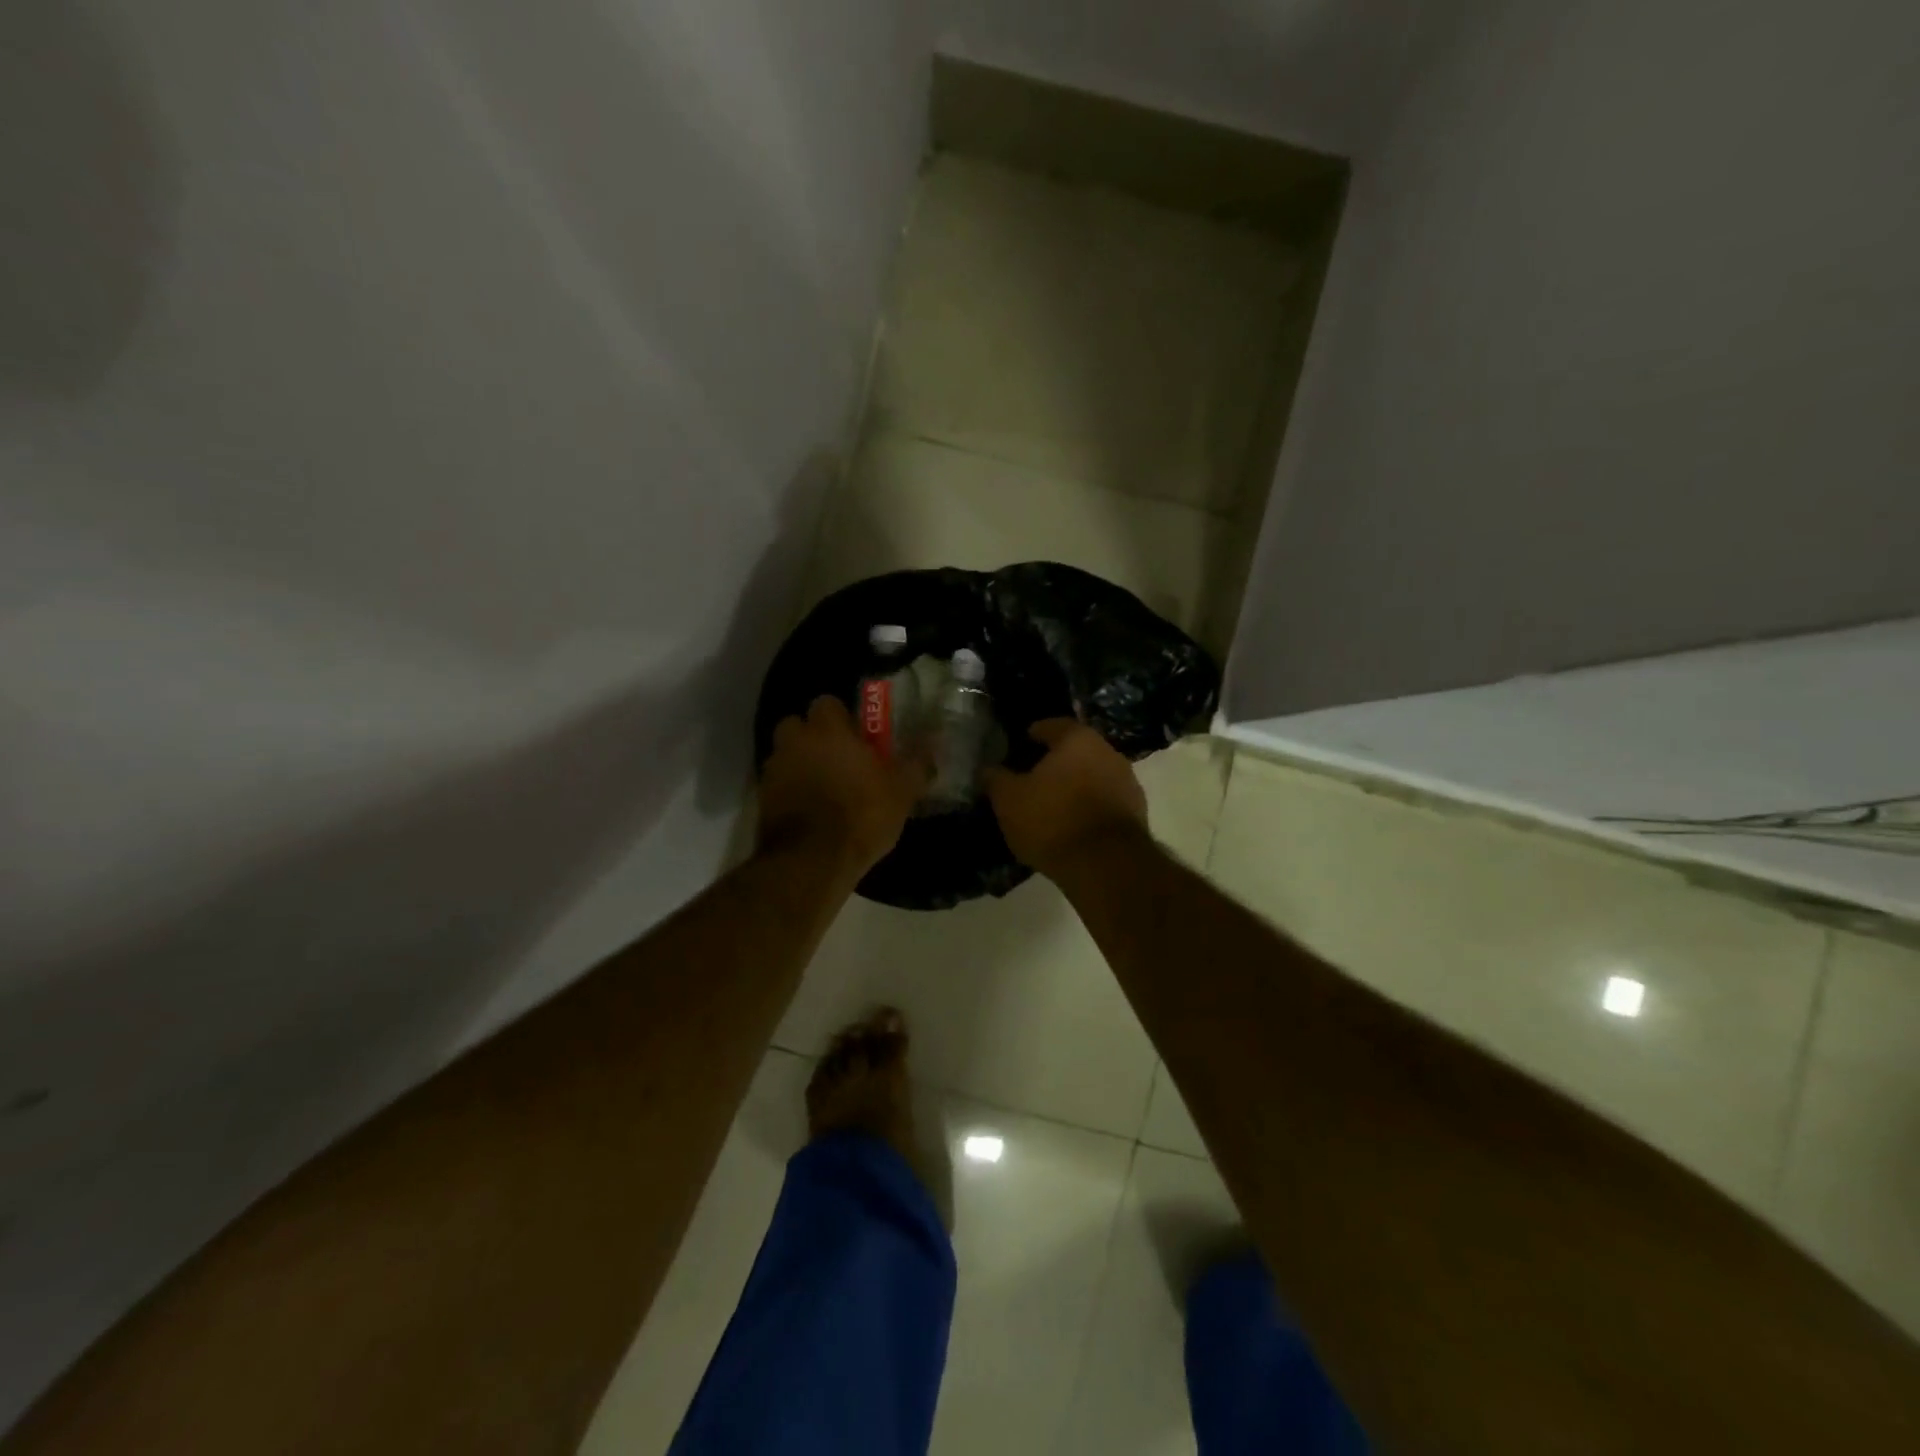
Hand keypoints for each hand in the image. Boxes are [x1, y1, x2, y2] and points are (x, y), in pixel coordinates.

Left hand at [758, 696, 925, 878]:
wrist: (811, 861)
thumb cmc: (861, 814)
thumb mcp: (901, 792)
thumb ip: (916, 765)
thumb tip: (931, 750)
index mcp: (827, 730)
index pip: (827, 703)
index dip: (841, 717)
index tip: (857, 736)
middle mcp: (794, 742)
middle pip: (798, 726)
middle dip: (813, 737)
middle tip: (838, 758)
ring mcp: (773, 771)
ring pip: (786, 756)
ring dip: (801, 765)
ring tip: (824, 788)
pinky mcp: (762, 801)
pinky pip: (778, 785)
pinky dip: (791, 792)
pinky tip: (811, 812)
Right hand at [984, 719, 1148, 877]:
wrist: (1106, 865)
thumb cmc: (1052, 820)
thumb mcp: (1009, 800)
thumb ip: (996, 779)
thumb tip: (988, 769)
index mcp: (1077, 739)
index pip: (1052, 725)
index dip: (1033, 734)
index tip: (1019, 746)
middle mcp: (1108, 752)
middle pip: (1076, 750)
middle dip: (1056, 761)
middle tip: (1033, 777)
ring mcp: (1127, 782)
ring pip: (1093, 775)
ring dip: (1075, 785)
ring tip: (1053, 804)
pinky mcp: (1137, 813)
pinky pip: (1105, 801)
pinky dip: (1090, 807)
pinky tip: (1074, 824)